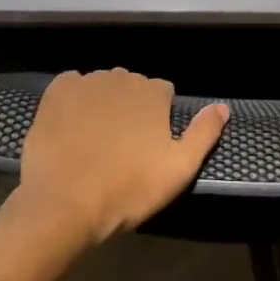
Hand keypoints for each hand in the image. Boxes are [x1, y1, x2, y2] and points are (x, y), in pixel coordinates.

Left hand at [15, 69, 228, 244]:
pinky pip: (71, 85)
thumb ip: (204, 134)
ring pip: (102, 86)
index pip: (163, 93)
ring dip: (102, 104)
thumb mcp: (178, 170)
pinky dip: (73, 100)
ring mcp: (88, 81)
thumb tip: (222, 107)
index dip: (157, 118)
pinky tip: (70, 126)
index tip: (148, 146)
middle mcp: (122, 77)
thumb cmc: (126, 189)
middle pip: (132, 87)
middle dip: (130, 109)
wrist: (63, 203)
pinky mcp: (57, 91)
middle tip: (121, 147)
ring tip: (93, 141)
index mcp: (153, 92)